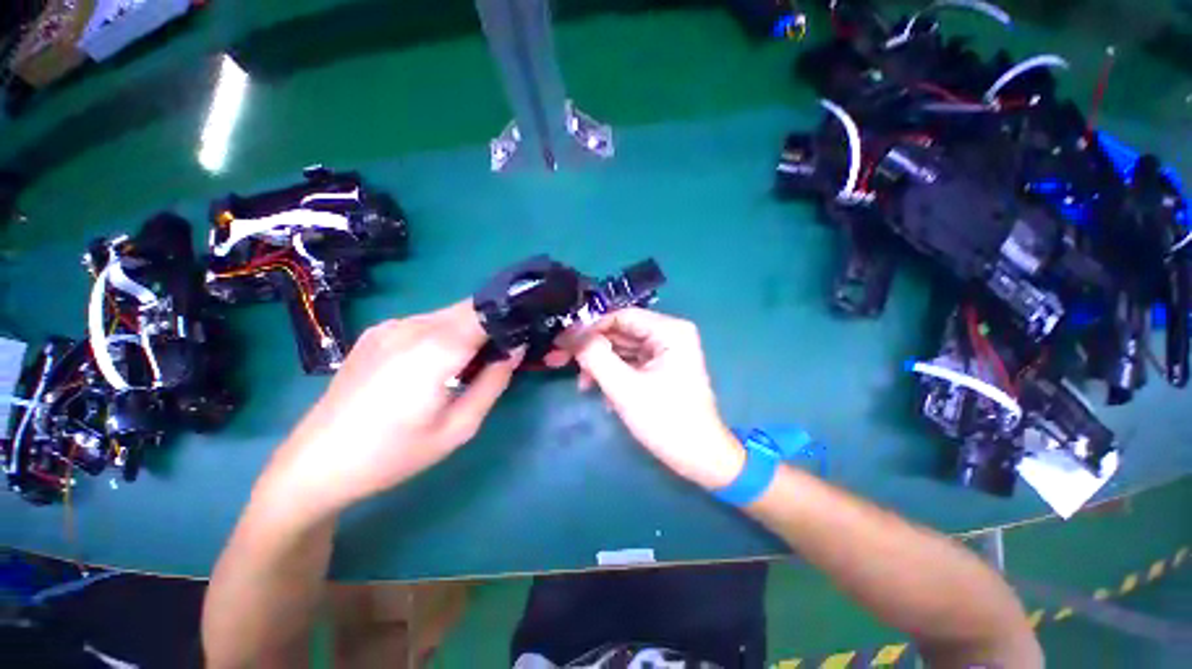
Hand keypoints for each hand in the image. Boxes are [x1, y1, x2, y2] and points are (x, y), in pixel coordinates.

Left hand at [258, 300, 521, 515]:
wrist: (316, 464)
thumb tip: (513, 351)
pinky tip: (433, 365)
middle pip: (468, 308)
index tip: (525, 332)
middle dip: (492, 323)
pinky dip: (443, 334)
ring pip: (447, 314)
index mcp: (436, 348)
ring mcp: (390, 326)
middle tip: (501, 353)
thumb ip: (493, 383)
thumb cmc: (394, 453)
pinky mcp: (375, 333)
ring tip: (469, 363)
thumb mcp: (458, 428)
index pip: (487, 312)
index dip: (510, 317)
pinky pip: (423, 323)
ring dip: (468, 330)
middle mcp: (413, 325)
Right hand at [568, 309, 743, 488]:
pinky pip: (630, 362)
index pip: (619, 317)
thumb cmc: (666, 421)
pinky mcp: (661, 368)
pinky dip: (614, 374)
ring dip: (600, 364)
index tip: (561, 343)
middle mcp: (669, 334)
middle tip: (559, 362)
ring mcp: (666, 352)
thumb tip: (572, 334)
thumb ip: (596, 356)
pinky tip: (603, 394)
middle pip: (620, 332)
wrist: (700, 459)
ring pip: (622, 348)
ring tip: (584, 386)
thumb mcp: (625, 388)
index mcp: (669, 330)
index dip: (588, 328)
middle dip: (592, 349)